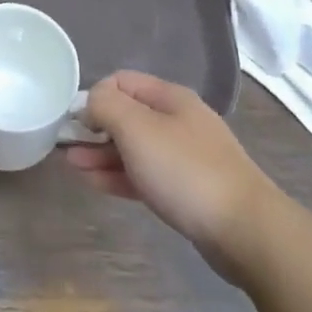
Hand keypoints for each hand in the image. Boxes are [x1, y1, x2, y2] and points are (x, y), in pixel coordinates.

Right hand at [66, 71, 274, 283]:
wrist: (245, 230)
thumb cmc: (185, 170)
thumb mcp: (137, 128)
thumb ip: (106, 106)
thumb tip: (91, 101)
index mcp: (170, 97)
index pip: (122, 81)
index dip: (94, 95)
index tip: (74, 121)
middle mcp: (179, 121)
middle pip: (128, 115)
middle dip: (95, 128)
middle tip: (66, 147)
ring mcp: (185, 157)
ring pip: (135, 147)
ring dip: (102, 154)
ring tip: (72, 167)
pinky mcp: (188, 190)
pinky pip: (145, 174)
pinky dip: (119, 175)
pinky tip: (96, 183)